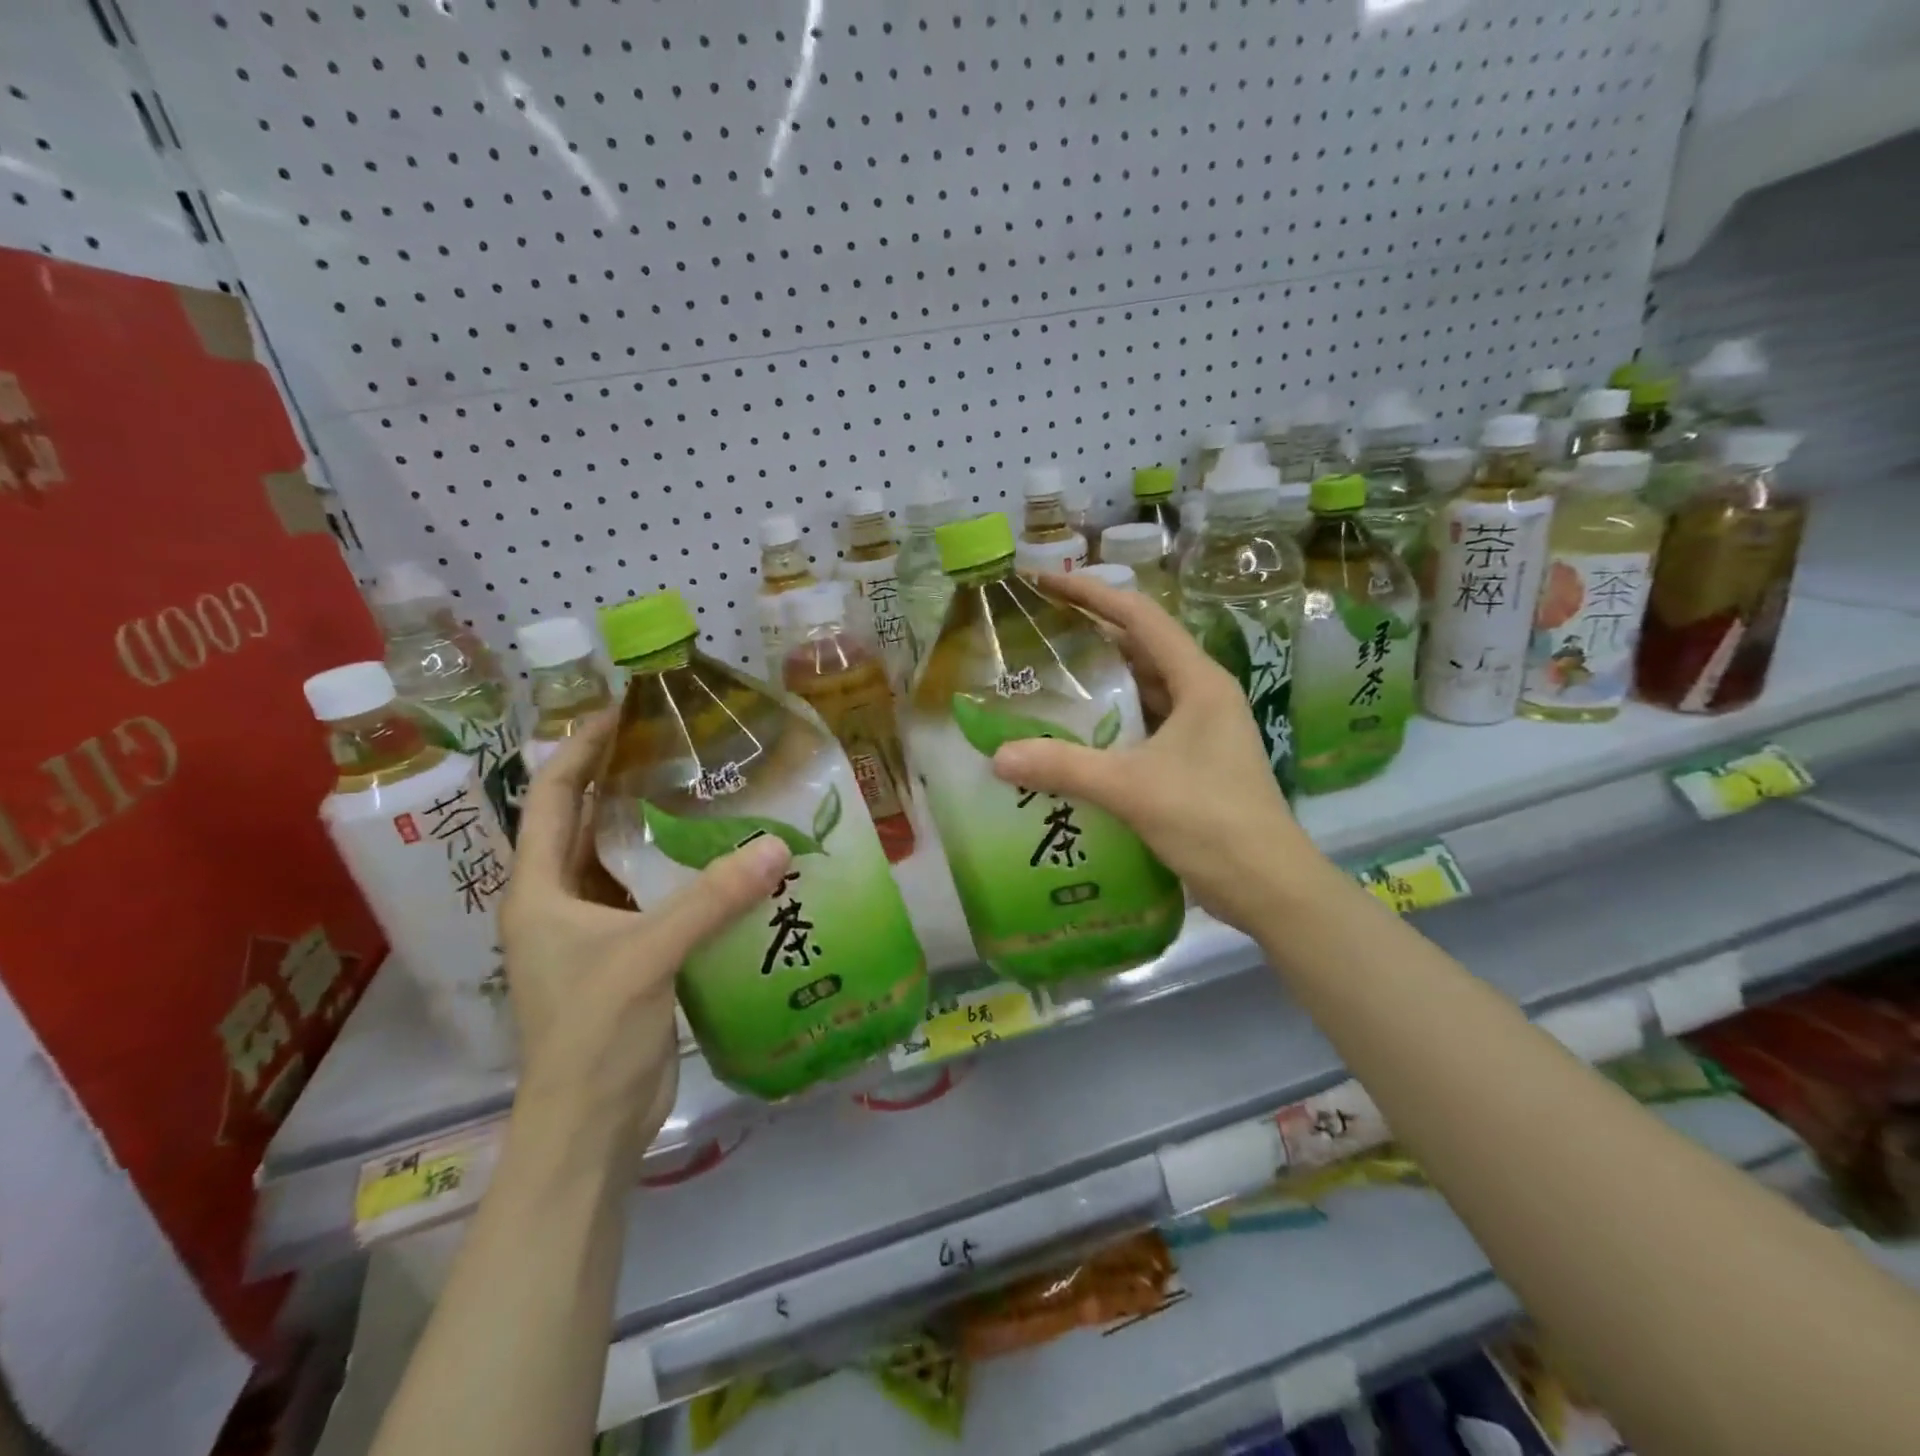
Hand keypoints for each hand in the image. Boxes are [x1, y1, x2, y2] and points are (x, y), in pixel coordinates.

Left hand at [499, 714, 792, 1162]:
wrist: (590, 1128)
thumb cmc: (592, 1035)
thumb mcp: (646, 957)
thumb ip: (711, 899)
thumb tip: (777, 845)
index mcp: (539, 890)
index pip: (550, 797)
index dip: (580, 749)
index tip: (624, 713)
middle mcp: (561, 902)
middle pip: (588, 822)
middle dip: (626, 780)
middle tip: (682, 745)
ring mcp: (595, 931)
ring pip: (626, 860)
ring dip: (658, 827)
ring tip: (710, 790)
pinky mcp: (630, 955)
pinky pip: (656, 896)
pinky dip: (683, 872)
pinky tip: (726, 858)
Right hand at [991, 573, 1320, 933]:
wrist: (1268, 886)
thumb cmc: (1211, 822)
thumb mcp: (1132, 789)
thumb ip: (1064, 768)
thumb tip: (998, 756)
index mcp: (1198, 682)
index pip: (1140, 617)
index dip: (1092, 593)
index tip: (1046, 583)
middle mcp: (1202, 696)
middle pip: (1140, 649)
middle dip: (1091, 636)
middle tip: (1037, 633)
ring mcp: (1201, 730)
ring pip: (1143, 690)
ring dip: (1101, 683)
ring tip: (1047, 679)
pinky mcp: (1194, 762)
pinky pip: (1144, 727)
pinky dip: (1111, 724)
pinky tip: (1076, 737)